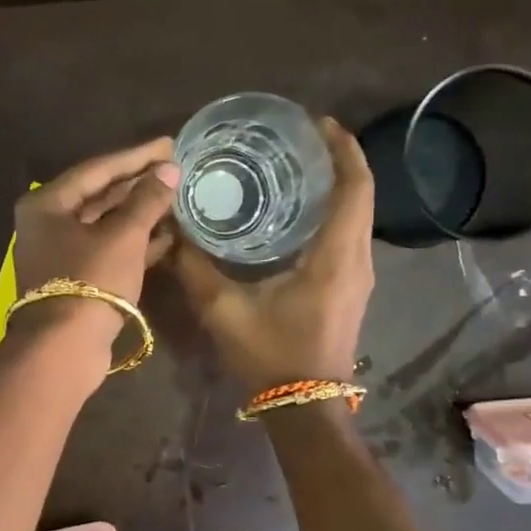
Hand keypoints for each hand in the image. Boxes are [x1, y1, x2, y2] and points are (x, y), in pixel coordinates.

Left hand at [10, 137, 182, 351]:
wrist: (64, 348)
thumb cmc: (90, 281)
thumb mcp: (123, 236)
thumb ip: (146, 200)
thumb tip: (168, 170)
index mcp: (47, 204)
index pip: (97, 169)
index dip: (135, 157)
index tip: (167, 145)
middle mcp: (47, 224)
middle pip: (99, 196)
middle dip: (138, 184)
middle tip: (174, 169)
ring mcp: (60, 254)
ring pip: (105, 225)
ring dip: (139, 213)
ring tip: (175, 199)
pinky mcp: (76, 280)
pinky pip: (108, 250)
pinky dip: (134, 242)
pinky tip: (166, 236)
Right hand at [173, 117, 375, 390]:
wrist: (305, 409)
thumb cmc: (271, 358)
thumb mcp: (224, 311)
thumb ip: (195, 267)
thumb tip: (170, 231)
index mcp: (336, 256)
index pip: (354, 187)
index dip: (342, 148)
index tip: (318, 121)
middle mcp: (357, 259)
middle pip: (360, 194)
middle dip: (337, 159)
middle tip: (298, 138)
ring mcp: (358, 276)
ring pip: (356, 215)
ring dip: (335, 186)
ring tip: (296, 167)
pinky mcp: (350, 289)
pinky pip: (348, 235)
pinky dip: (331, 212)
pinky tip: (295, 213)